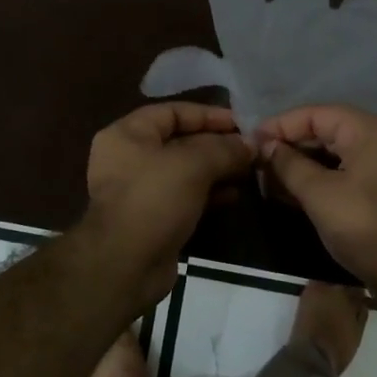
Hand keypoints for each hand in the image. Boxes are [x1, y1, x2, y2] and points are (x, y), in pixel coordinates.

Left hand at [84, 103, 253, 302]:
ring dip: (216, 170)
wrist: (126, 264)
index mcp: (127, 134)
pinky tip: (234, 196)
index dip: (208, 115)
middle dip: (216, 144)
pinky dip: (208, 194)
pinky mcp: (152, 218)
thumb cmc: (154, 199)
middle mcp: (129, 158)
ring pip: (184, 171)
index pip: (173, 112)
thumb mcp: (193, 164)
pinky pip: (184, 197)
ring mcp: (139, 190)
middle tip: (250, 149)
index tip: (242, 123)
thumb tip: (250, 144)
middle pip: (179, 141)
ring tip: (248, 171)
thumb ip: (224, 149)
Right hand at [257, 104, 376, 299]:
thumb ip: (289, 164)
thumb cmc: (365, 226)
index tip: (252, 140)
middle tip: (257, 160)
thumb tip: (266, 146)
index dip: (281, 125)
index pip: (316, 114)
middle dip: (290, 145)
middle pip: (326, 130)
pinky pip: (346, 170)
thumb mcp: (319, 194)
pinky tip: (292, 191)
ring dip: (302, 163)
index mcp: (370, 130)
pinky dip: (320, 177)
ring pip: (335, 152)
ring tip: (268, 177)